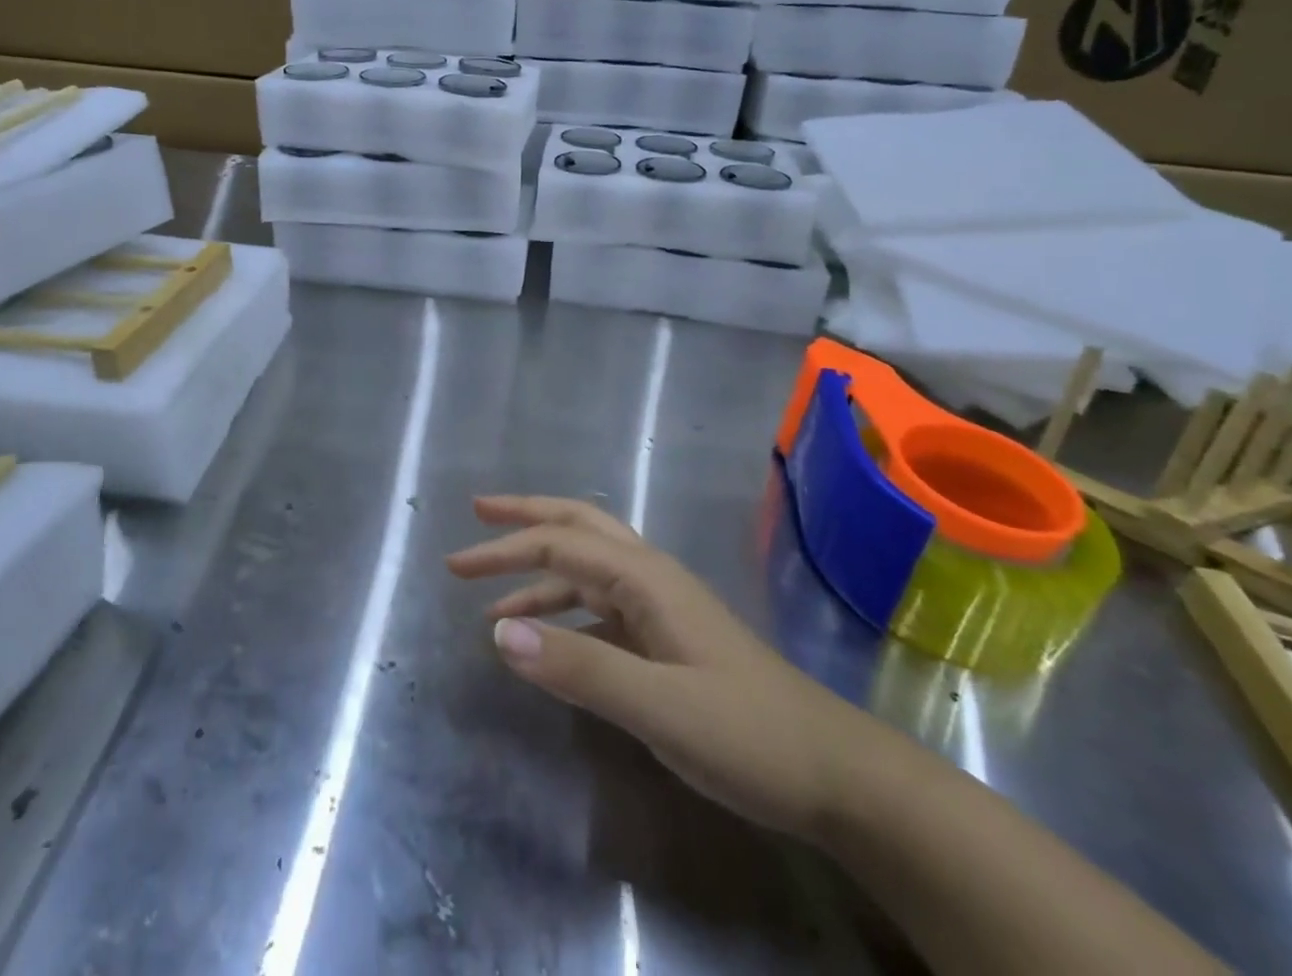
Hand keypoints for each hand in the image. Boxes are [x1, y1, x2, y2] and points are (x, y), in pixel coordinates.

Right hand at [445, 495, 880, 841]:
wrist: (835, 775)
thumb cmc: (748, 734)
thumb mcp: (659, 708)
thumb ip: (579, 666)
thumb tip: (497, 629)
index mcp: (646, 577)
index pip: (560, 545)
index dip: (505, 549)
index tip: (456, 563)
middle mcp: (650, 578)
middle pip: (578, 528)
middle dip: (525, 520)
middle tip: (476, 516)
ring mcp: (661, 607)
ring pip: (588, 569)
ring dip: (539, 573)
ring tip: (490, 599)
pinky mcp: (667, 639)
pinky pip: (601, 608)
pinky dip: (564, 611)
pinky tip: (547, 638)